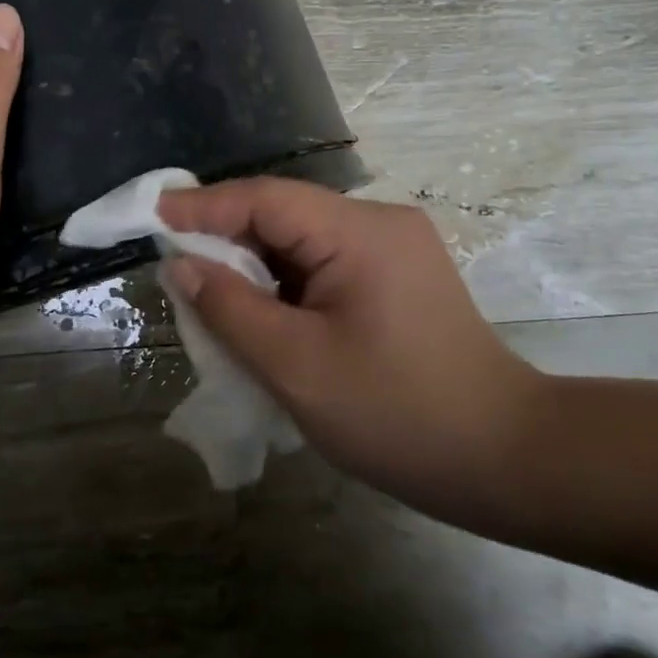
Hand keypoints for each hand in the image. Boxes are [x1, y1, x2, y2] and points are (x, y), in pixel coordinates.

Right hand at [158, 178, 546, 525]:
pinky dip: (285, 283)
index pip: (265, 199)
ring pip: (302, 240)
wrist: (505, 459)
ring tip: (211, 295)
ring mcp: (394, 248)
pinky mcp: (398, 275)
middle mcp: (379, 223)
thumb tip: (182, 265)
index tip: (152, 215)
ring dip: (255, 264)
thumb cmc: (397, 415)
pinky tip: (262, 311)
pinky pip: (324, 263)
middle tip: (176, 268)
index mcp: (359, 232)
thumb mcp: (296, 365)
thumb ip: (231, 308)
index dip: (203, 206)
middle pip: (284, 215)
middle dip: (226, 239)